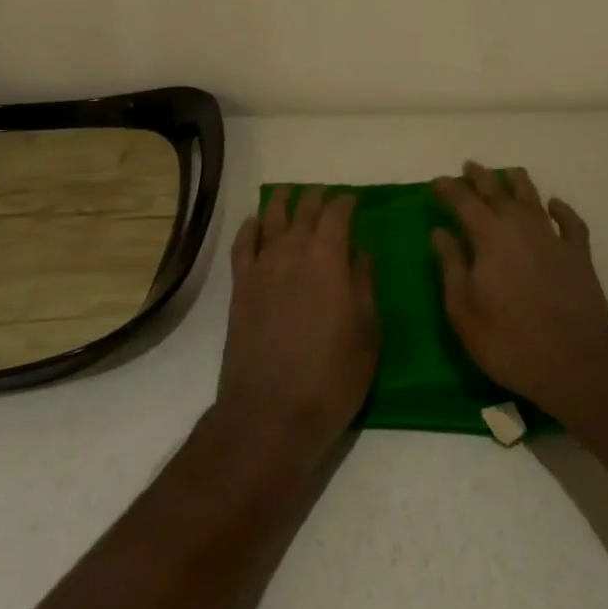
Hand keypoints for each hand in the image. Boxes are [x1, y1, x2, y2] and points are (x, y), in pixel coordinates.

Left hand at [219, 185, 378, 456]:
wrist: (270, 415)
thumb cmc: (331, 377)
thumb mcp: (367, 333)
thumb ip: (364, 285)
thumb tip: (361, 254)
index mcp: (328, 258)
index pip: (337, 214)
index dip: (346, 202)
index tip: (354, 200)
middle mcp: (292, 251)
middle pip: (303, 210)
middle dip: (316, 198)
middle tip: (326, 195)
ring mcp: (262, 268)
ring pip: (271, 219)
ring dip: (282, 202)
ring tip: (290, 194)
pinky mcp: (240, 288)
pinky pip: (242, 245)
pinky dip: (249, 228)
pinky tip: (254, 222)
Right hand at [432, 162, 607, 428]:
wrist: (577, 365)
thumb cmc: (510, 342)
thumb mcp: (464, 311)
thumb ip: (451, 266)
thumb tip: (440, 232)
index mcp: (490, 237)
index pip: (464, 202)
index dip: (449, 189)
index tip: (437, 182)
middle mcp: (521, 226)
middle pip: (498, 191)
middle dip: (480, 177)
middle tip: (469, 167)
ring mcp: (553, 238)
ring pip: (533, 197)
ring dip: (517, 182)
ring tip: (507, 174)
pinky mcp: (579, 255)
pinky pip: (570, 221)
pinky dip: (561, 209)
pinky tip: (555, 205)